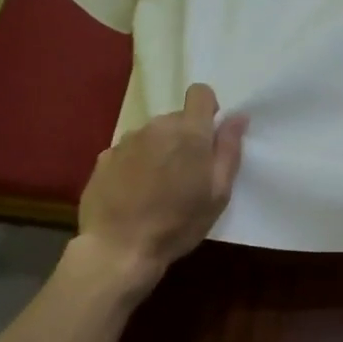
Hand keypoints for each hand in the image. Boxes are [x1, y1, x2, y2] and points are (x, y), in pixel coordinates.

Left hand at [75, 83, 247, 286]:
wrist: (118, 248)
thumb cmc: (177, 224)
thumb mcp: (218, 193)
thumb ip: (229, 150)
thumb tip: (238, 117)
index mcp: (189, 132)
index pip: (200, 93)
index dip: (208, 109)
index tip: (209, 136)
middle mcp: (156, 127)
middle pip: (176, 118)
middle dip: (185, 138)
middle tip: (186, 175)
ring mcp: (126, 141)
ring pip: (152, 135)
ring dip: (159, 151)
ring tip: (158, 188)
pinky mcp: (104, 157)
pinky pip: (129, 151)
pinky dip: (135, 165)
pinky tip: (133, 194)